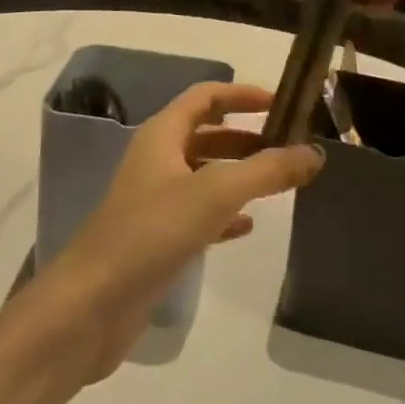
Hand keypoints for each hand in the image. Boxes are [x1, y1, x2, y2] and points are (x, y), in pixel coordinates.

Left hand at [42, 82, 321, 380]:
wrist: (88, 309)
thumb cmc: (150, 233)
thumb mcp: (216, 194)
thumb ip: (267, 171)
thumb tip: (315, 153)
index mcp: (163, 134)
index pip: (206, 96)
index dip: (242, 94)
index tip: (282, 104)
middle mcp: (157, 160)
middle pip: (207, 134)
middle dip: (247, 137)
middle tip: (290, 147)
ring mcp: (154, 201)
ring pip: (204, 174)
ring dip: (239, 174)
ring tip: (279, 183)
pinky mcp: (156, 239)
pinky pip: (198, 213)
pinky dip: (225, 213)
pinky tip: (249, 226)